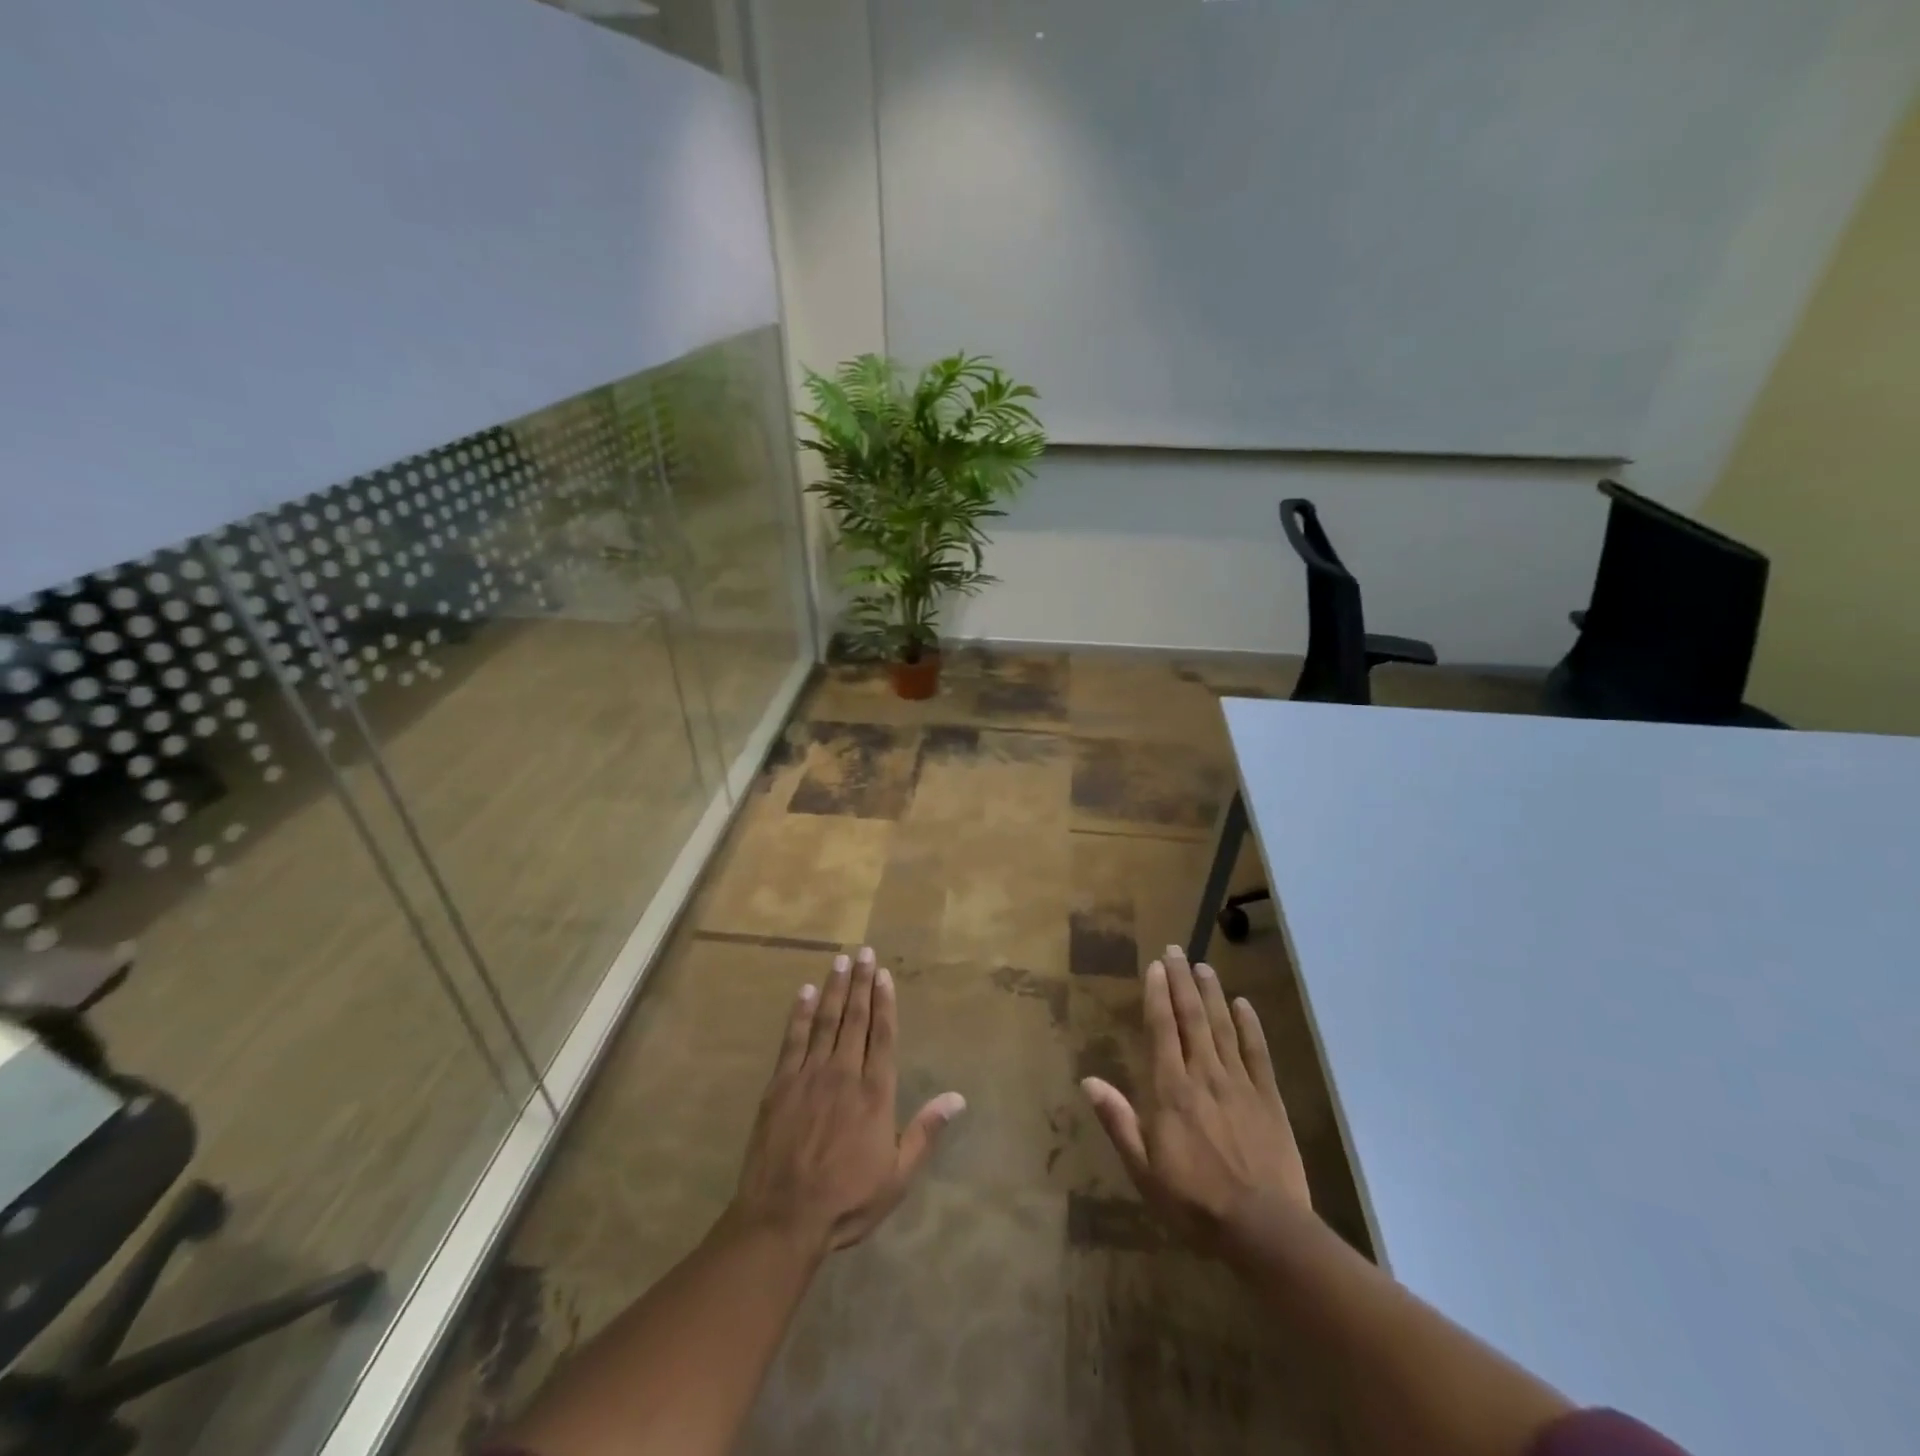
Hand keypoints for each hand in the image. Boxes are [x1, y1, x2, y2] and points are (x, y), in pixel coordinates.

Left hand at [729, 946, 964, 1255]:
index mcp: (875, 1093)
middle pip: (855, 1019)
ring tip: (839, 960)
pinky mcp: (780, 1085)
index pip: (883, 1036)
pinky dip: (800, 1014)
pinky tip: (805, 993)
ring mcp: (809, 1076)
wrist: (783, 1218)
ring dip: (834, 989)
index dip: (884, 1003)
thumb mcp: (897, 1176)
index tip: (884, 974)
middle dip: (861, 983)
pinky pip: (792, 1040)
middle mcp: (844, 1074)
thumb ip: (925, 1132)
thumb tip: (957, 1098)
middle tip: (864, 952)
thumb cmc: (846, 1200)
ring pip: (826, 1021)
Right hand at [1081, 945, 1310, 1249]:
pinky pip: (1258, 1053)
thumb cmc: (1194, 1201)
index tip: (1155, 967)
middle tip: (1176, 950)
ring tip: (1203, 965)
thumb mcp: (1143, 1169)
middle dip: (1182, 981)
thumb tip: (1088, 1080)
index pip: (1162, 1030)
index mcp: (1171, 1090)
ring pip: (1222, 1027)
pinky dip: (1250, 1025)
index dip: (1157, 995)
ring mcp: (1240, 1084)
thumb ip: (1118, 1121)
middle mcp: (1204, 1075)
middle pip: (1191, 1018)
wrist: (1264, 1229)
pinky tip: (1244, 1004)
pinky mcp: (1269, 1098)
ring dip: (1211, 993)